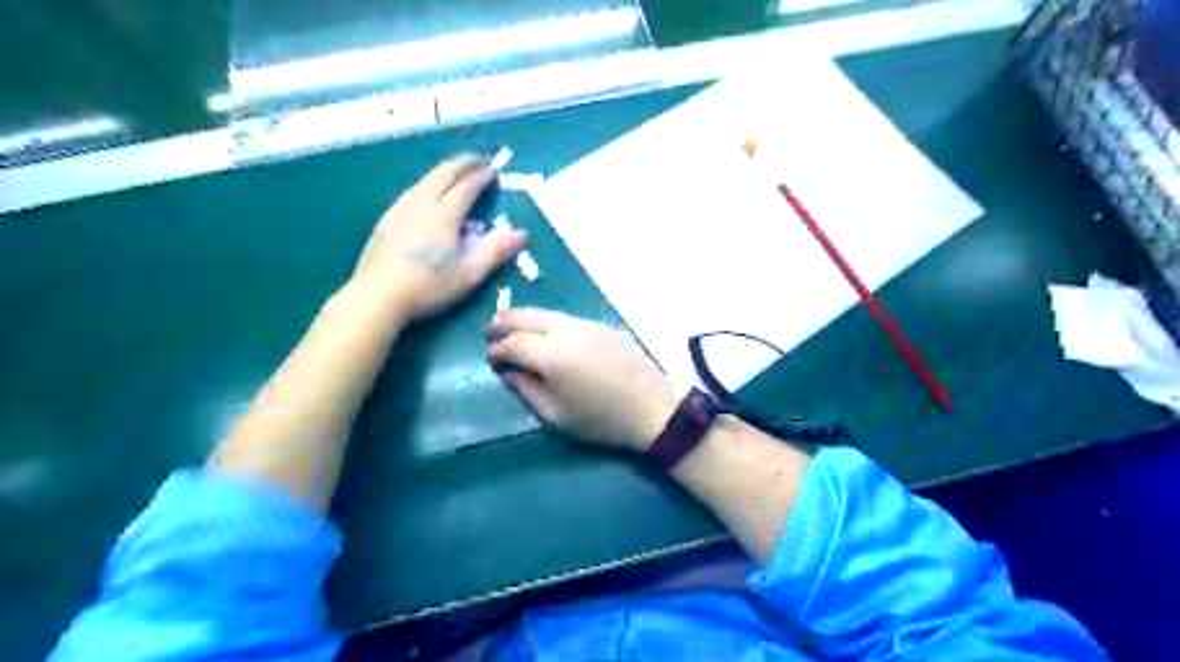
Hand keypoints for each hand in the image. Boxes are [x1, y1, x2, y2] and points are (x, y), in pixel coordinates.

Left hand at [352, 154, 527, 318]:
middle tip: (479, 160)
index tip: (494, 168)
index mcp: (444, 216)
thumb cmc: (428, 287)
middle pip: (442, 174)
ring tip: (455, 174)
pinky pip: (411, 192)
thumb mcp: (469, 274)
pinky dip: (427, 184)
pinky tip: (425, 195)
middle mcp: (421, 205)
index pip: (466, 187)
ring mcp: (399, 211)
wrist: (377, 297)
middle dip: (463, 164)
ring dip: (443, 172)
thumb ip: (495, 252)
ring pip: (424, 181)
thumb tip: (522, 234)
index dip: (481, 175)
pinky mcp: (386, 221)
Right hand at [484, 308, 683, 451]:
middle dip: (502, 324)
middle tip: (492, 338)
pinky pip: (562, 317)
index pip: (511, 342)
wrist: (652, 406)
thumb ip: (525, 390)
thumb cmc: (601, 419)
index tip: (489, 361)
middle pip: (522, 315)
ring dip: (523, 321)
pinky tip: (545, 339)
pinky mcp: (598, 324)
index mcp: (550, 354)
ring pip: (543, 312)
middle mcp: (564, 329)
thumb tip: (508, 371)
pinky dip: (544, 322)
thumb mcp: (555, 415)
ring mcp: (584, 323)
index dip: (495, 350)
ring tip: (515, 337)